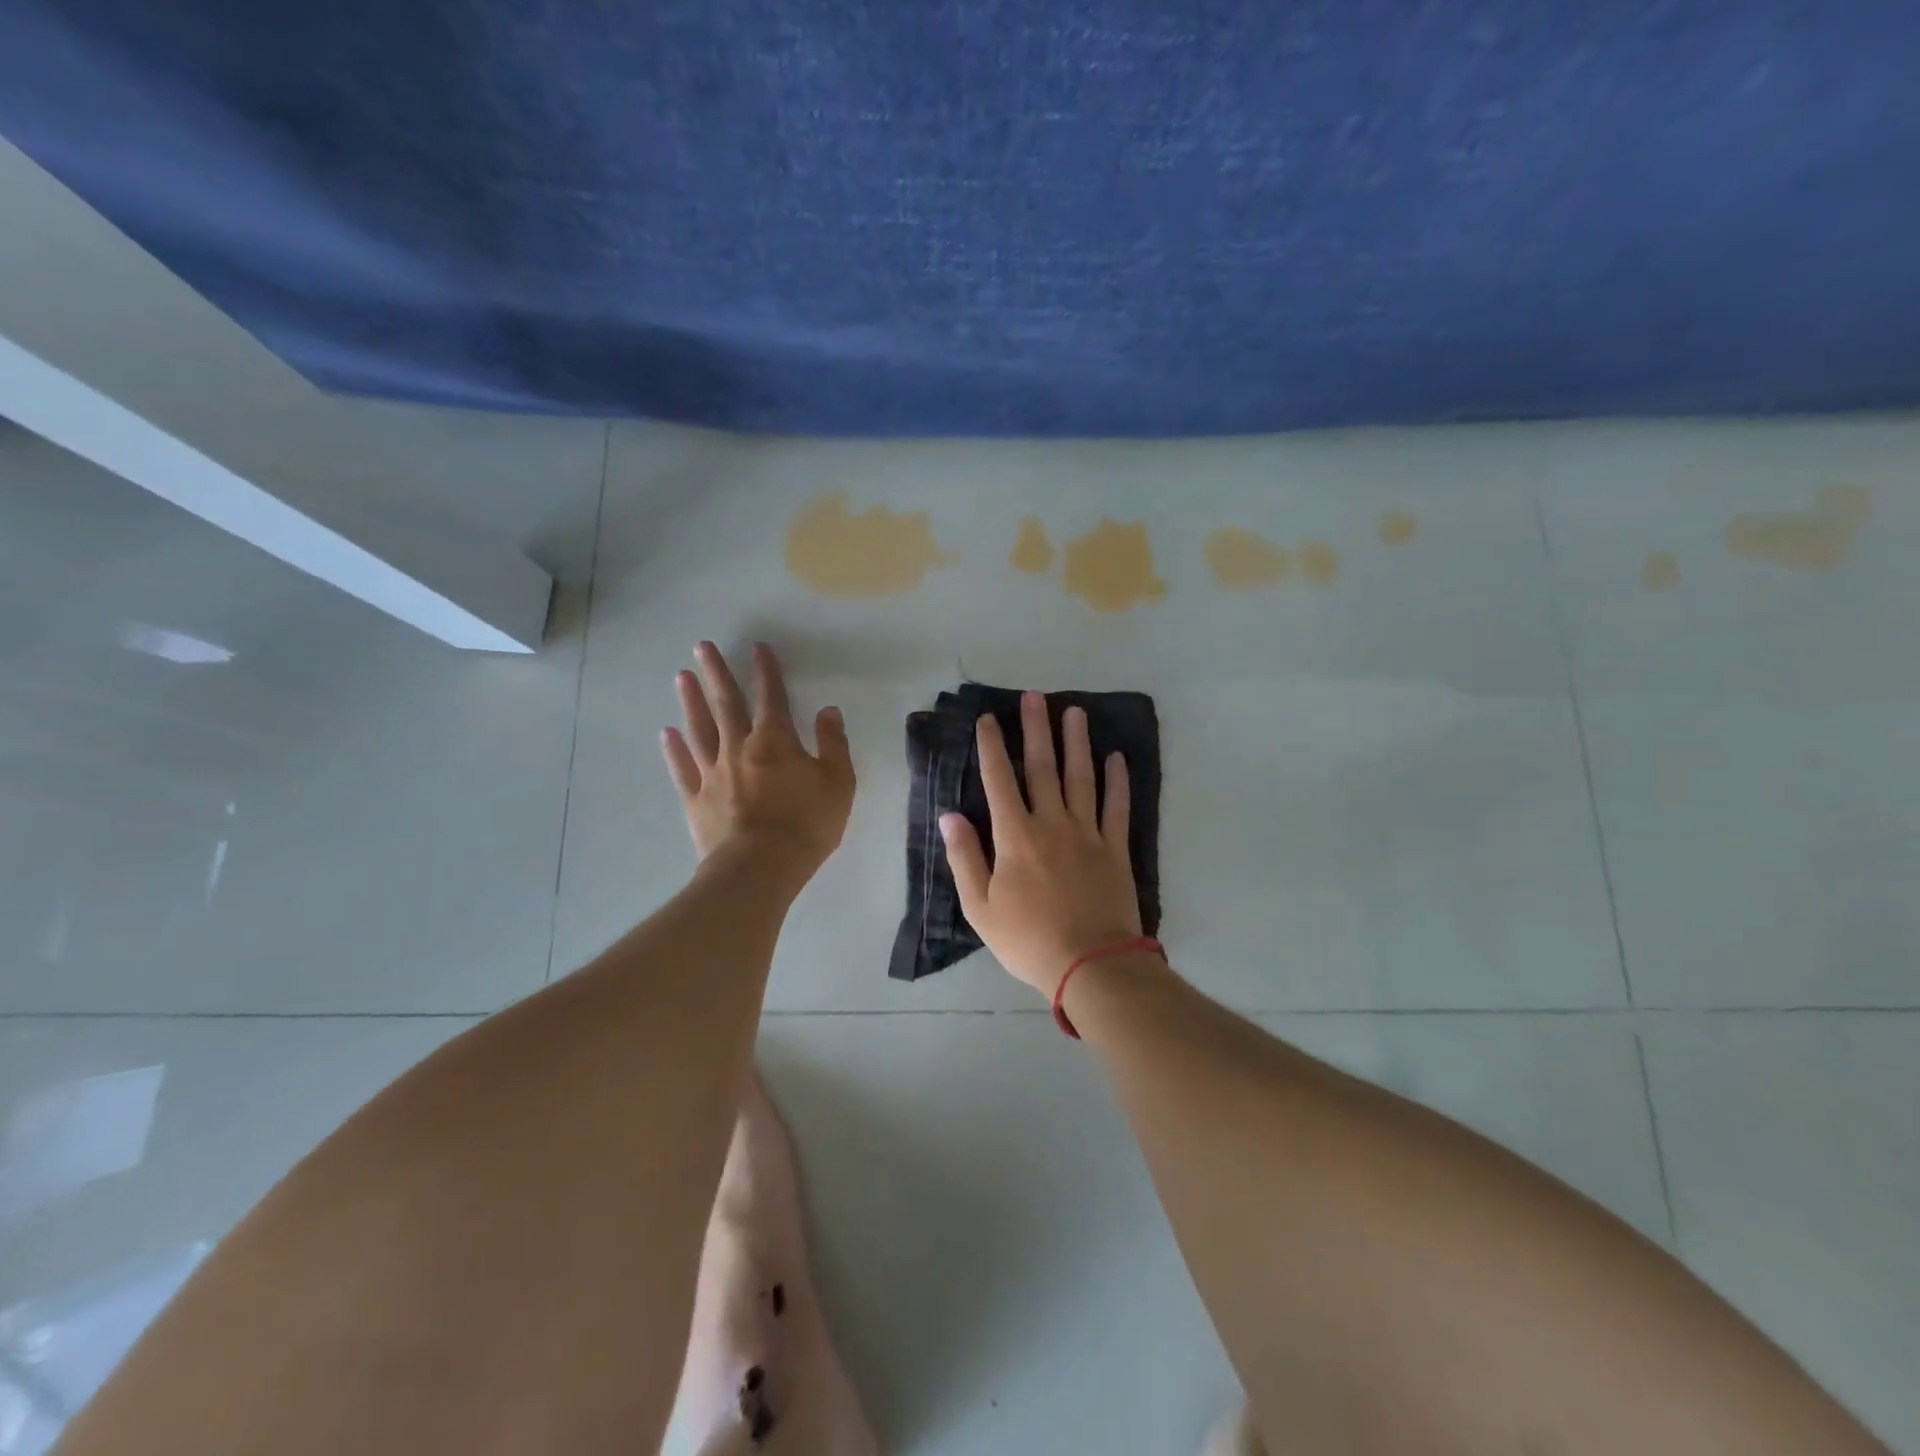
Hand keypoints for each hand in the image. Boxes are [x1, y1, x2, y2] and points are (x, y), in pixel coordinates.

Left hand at [661, 642, 855, 880]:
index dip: (765, 671)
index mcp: (775, 741)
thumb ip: (833, 744)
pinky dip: (674, 750)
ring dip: (691, 702)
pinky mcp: (696, 800)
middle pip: (726, 704)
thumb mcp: (838, 783)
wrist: (761, 867)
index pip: (771, 697)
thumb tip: (829, 711)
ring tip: (681, 677)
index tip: (757, 647)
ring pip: (700, 730)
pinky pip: (683, 769)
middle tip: (702, 647)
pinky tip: (667, 733)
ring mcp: (713, 774)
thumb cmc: (806, 824)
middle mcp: (739, 748)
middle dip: (716, 673)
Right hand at [940, 693, 1140, 998]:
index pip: (999, 781)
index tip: (988, 719)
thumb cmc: (1028, 939)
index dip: (992, 747)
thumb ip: (964, 858)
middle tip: (1035, 696)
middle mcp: (1052, 823)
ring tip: (1074, 712)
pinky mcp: (1115, 848)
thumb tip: (949, 816)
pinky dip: (1118, 781)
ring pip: (1082, 778)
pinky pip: (1117, 807)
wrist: (1090, 965)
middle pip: (1043, 767)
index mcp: (1015, 836)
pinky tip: (1117, 757)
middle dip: (1037, 729)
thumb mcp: (980, 907)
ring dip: (1077, 743)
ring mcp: (1088, 833)